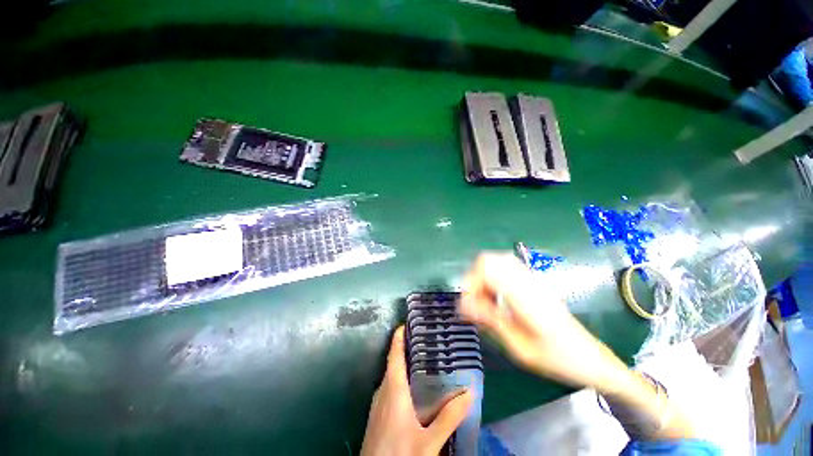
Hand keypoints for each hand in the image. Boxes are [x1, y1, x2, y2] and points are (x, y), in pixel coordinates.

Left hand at [360, 326, 473, 455]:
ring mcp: (378, 403)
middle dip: (406, 348)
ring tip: (423, 359)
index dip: (398, 336)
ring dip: (404, 364)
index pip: (394, 354)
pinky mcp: (377, 414)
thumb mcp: (428, 441)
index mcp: (393, 389)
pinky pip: (389, 388)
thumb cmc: (399, 455)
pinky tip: (413, 389)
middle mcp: (383, 391)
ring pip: (391, 375)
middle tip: (425, 340)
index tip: (407, 323)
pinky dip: (400, 379)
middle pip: (393, 362)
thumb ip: (449, 417)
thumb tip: (470, 392)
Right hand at [459, 253, 629, 392]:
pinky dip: (492, 277)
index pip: (487, 268)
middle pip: (488, 259)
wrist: (590, 357)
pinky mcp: (532, 280)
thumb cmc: (556, 358)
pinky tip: (496, 297)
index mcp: (525, 296)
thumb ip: (490, 320)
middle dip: (473, 278)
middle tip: (474, 302)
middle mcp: (527, 280)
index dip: (470, 282)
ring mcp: (531, 277)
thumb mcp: (519, 347)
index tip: (467, 305)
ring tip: (484, 301)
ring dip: (482, 278)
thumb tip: (463, 304)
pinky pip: (504, 267)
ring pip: (495, 260)